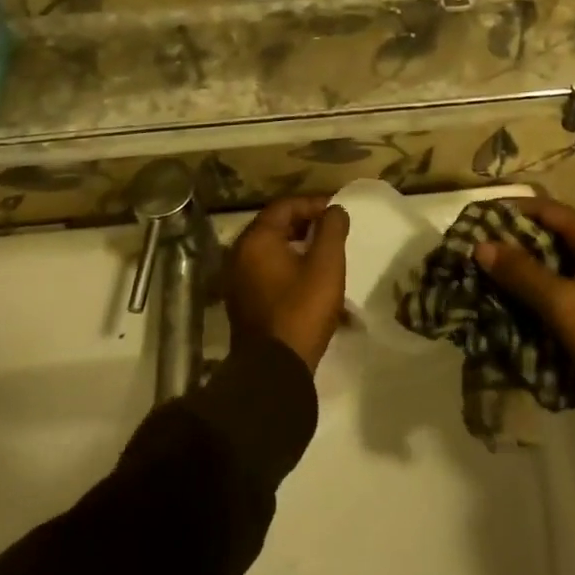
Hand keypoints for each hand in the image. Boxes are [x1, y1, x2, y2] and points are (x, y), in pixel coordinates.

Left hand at [223, 196, 349, 372]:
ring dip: (297, 246)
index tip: (337, 212)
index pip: (285, 206)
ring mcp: (237, 279)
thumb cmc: (302, 309)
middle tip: (332, 230)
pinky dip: (287, 265)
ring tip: (324, 253)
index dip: (313, 204)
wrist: (274, 370)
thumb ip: (332, 229)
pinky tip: (308, 278)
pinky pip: (266, 270)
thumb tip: (334, 210)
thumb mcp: (326, 264)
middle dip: (306, 224)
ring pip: (270, 249)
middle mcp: (239, 254)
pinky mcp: (242, 301)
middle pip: (275, 226)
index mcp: (256, 239)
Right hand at [473, 198, 574, 394]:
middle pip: (550, 235)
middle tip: (477, 251)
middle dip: (514, 242)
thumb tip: (481, 244)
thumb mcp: (564, 303)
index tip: (478, 217)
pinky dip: (539, 293)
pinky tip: (514, 305)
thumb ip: (523, 272)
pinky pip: (563, 290)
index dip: (511, 209)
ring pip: (555, 265)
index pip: (547, 209)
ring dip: (524, 269)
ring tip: (488, 277)